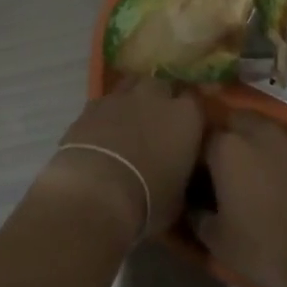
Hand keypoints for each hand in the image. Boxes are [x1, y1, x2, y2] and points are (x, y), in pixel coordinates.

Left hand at [36, 79, 205, 242]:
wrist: (96, 193)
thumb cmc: (148, 201)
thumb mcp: (179, 195)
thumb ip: (182, 172)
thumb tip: (176, 171)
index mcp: (186, 116)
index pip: (195, 101)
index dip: (189, 114)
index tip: (186, 130)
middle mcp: (155, 96)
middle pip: (162, 86)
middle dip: (161, 100)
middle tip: (157, 124)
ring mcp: (121, 96)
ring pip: (132, 85)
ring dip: (133, 99)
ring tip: (129, 122)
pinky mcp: (91, 104)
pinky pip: (105, 101)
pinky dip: (107, 112)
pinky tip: (103, 131)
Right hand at [193, 110, 286, 286]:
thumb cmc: (265, 248)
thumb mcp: (218, 241)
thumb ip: (197, 216)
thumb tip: (191, 205)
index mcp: (227, 146)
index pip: (202, 136)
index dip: (199, 155)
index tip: (201, 175)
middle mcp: (258, 130)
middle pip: (234, 121)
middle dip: (229, 137)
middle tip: (229, 168)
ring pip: (265, 128)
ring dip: (257, 142)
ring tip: (259, 172)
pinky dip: (284, 154)